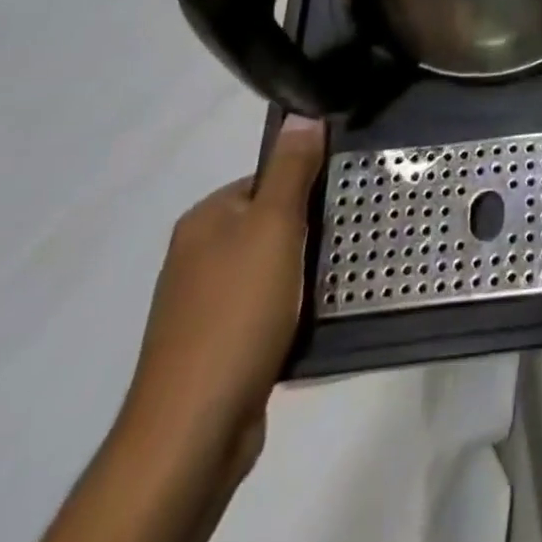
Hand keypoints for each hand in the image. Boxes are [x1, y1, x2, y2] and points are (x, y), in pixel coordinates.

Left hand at [120, 115, 325, 472]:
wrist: (194, 428)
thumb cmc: (236, 311)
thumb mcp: (273, 226)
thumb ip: (291, 170)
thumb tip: (302, 113)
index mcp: (205, 221)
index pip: (267, 179)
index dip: (307, 186)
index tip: (343, 199)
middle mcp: (198, 257)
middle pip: (271, 223)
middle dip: (309, 230)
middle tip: (347, 237)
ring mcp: (205, 305)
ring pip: (273, 267)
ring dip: (305, 272)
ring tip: (339, 277)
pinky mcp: (220, 346)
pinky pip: (267, 308)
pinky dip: (292, 308)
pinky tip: (315, 317)